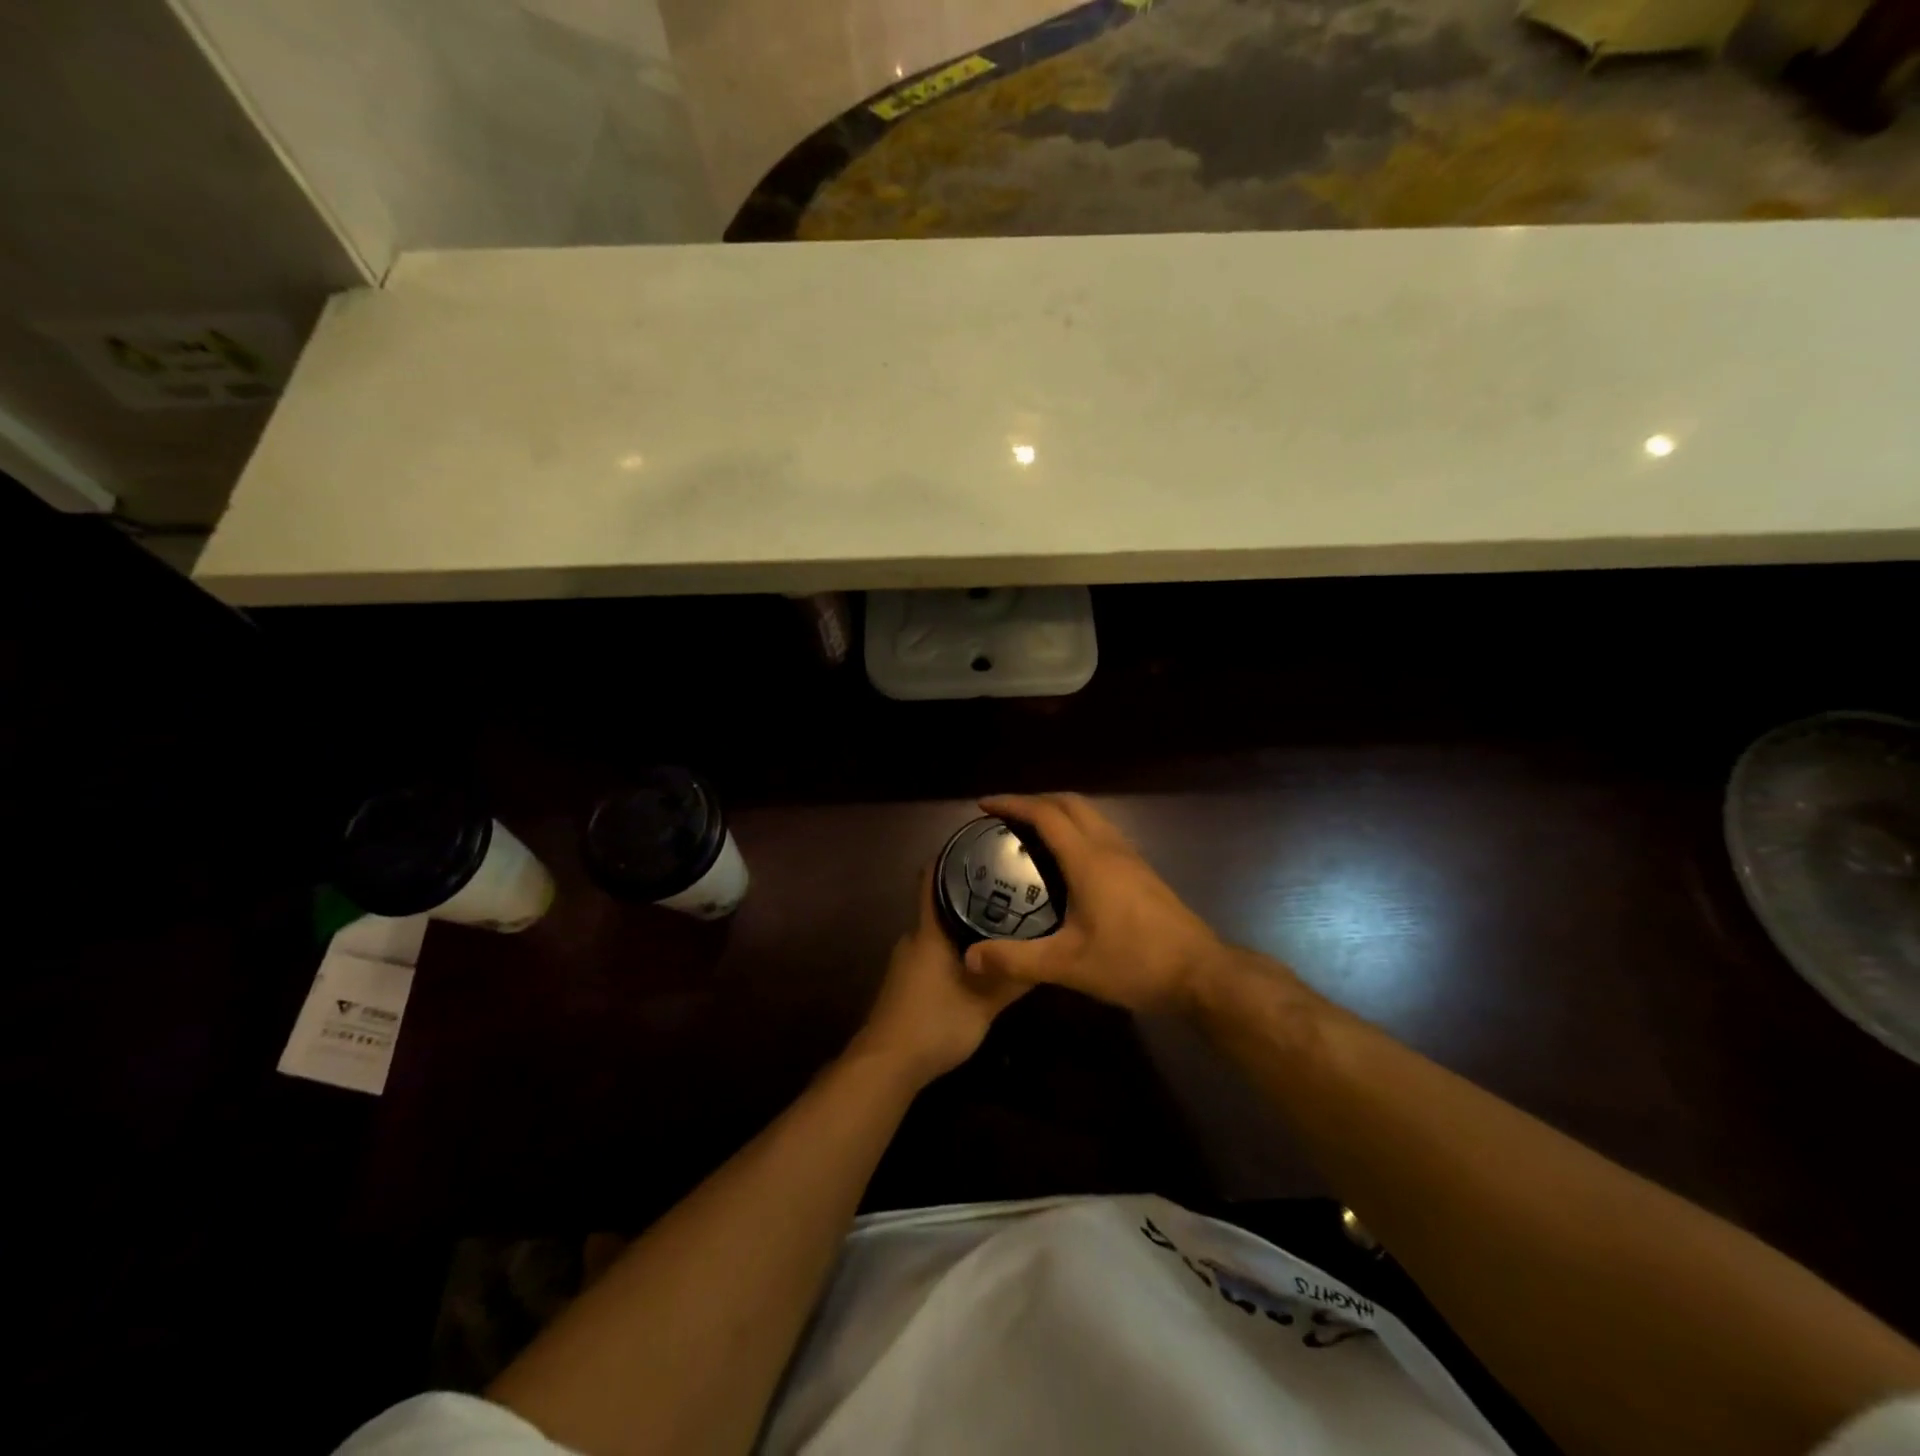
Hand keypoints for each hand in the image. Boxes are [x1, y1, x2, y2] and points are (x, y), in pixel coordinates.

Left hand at [849, 868, 1029, 1086]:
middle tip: (1006, 886)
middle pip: (940, 903)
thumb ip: (1011, 980)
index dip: (950, 857)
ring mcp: (907, 961)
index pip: (932, 878)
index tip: (980, 846)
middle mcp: (915, 938)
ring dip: (963, 924)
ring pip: (938, 930)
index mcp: (930, 932)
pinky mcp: (906, 981)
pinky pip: (933, 951)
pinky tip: (978, 958)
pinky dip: (954, 947)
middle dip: (969, 892)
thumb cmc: (935, 1023)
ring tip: (1000, 920)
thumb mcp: (984, 1004)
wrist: (886, 1064)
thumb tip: (1044, 955)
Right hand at [963, 793, 1223, 1013]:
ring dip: (1059, 812)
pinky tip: (1067, 860)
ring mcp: (1130, 857)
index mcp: (1088, 859)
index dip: (1012, 804)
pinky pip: (1102, 832)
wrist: (1200, 973)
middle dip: (1034, 800)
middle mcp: (1109, 847)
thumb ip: (1017, 960)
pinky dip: (1077, 828)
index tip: (984, 806)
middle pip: (1070, 803)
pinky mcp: (1142, 871)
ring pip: (1090, 815)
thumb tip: (970, 957)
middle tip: (1005, 816)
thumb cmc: (1133, 962)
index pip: (1045, 814)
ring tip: (1031, 832)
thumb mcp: (1068, 965)